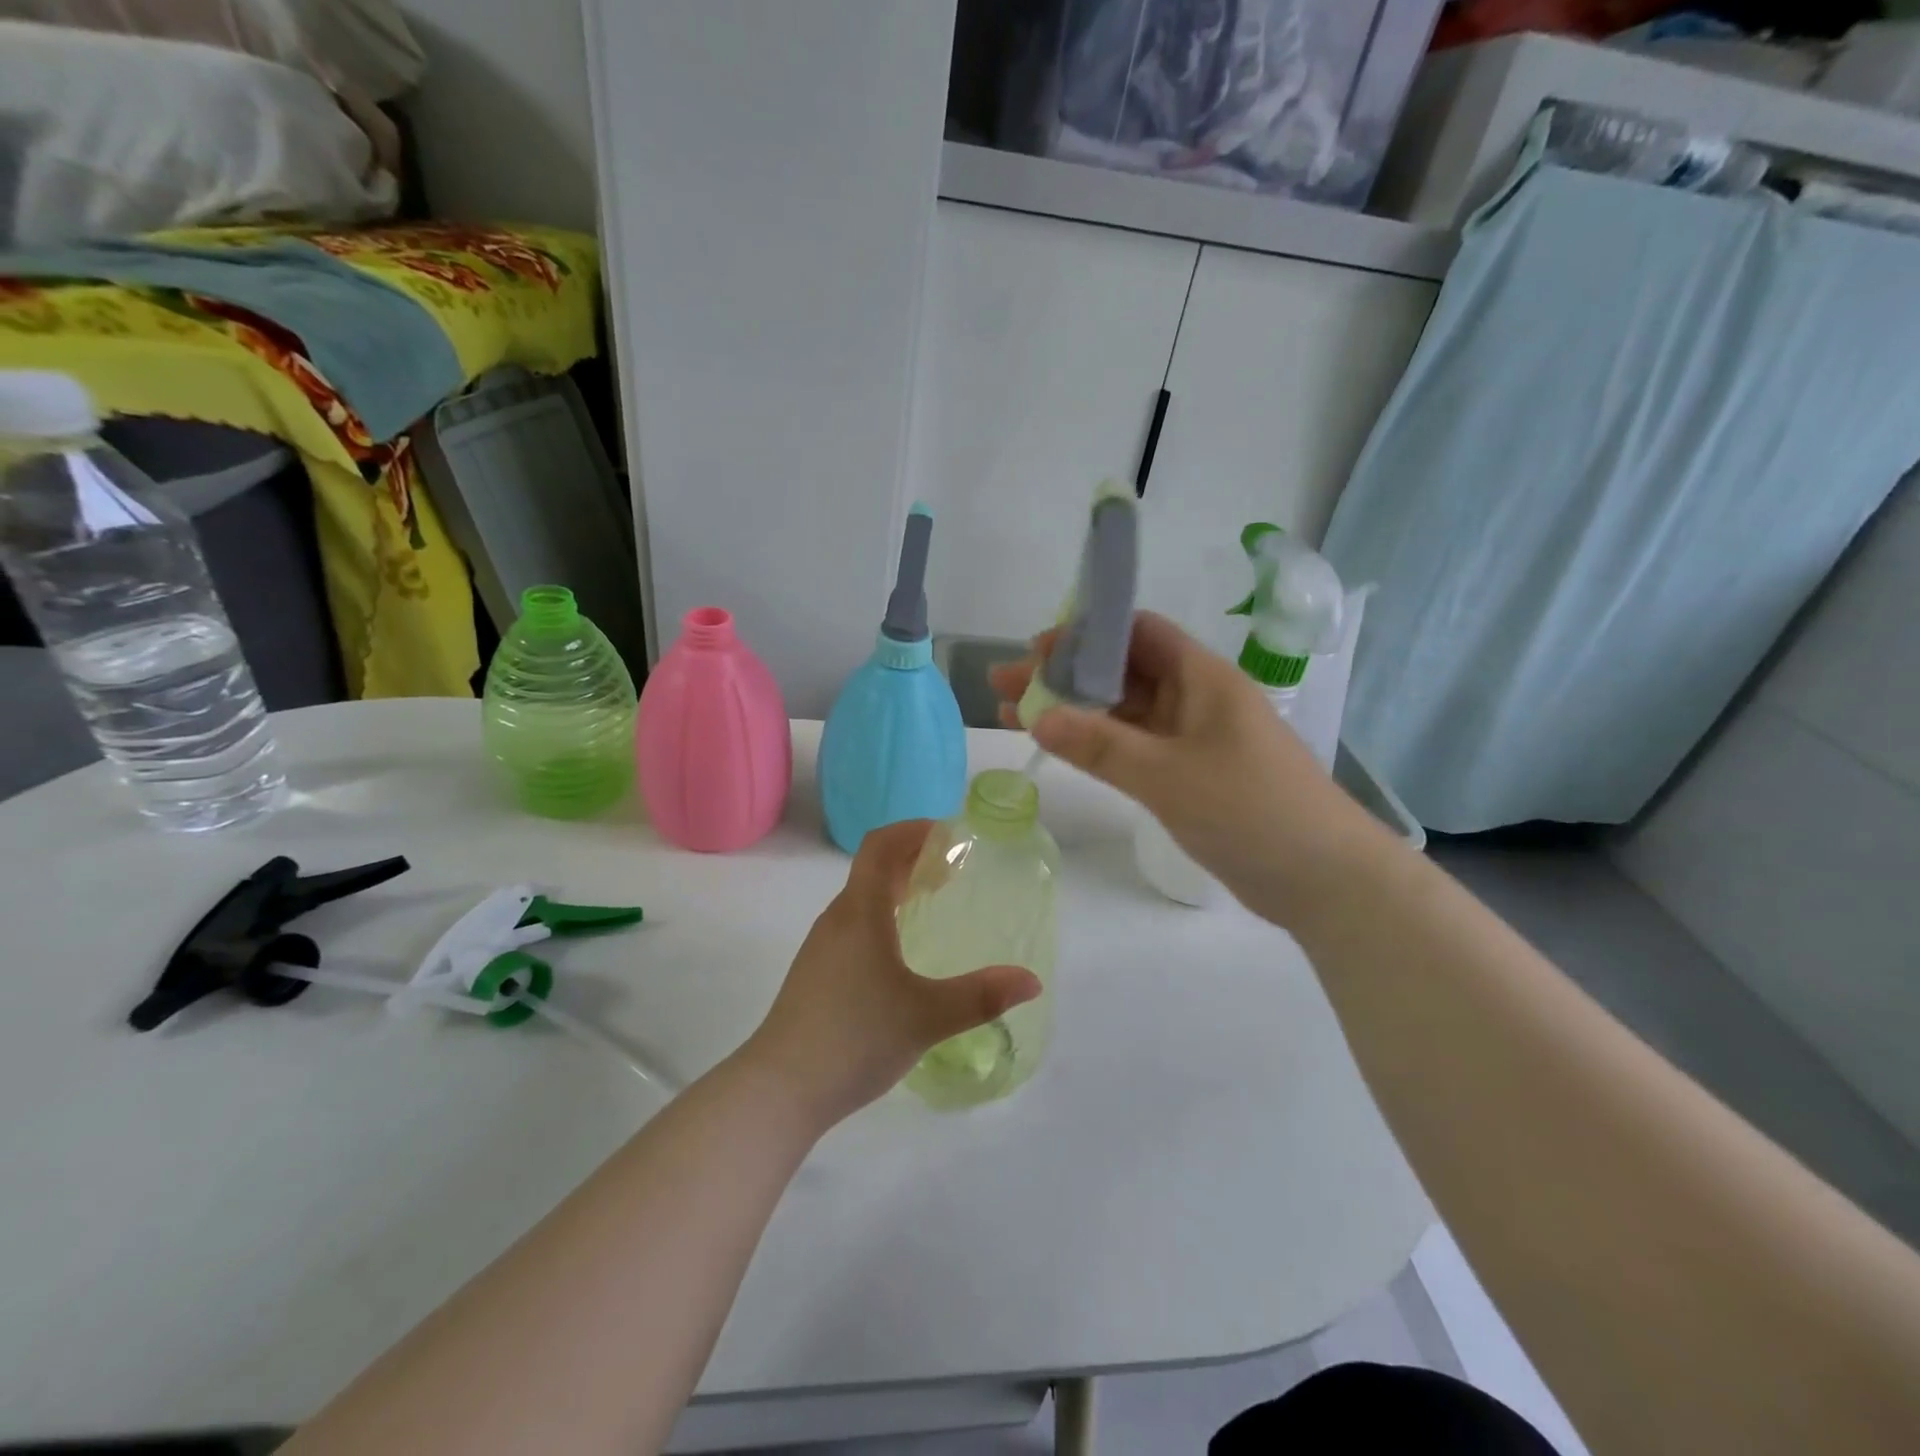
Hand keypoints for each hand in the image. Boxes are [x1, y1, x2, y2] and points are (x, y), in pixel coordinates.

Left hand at [745, 819, 1042, 1126]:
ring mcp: (822, 947)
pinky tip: (902, 953)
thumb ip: (981, 997)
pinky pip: (854, 925)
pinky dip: (883, 917)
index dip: (913, 830)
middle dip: (913, 858)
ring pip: (862, 899)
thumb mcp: (926, 1017)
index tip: (950, 836)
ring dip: (897, 888)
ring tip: (932, 903)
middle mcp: (837, 920)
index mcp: (860, 913)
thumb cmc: (854, 1038)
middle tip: (954, 869)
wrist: (780, 1089)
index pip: (881, 846)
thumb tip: (1031, 981)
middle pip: (873, 868)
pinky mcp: (816, 973)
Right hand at [990, 612, 1373, 927]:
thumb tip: (1037, 716)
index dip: (1086, 634)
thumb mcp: (1168, 775)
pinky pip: (1133, 747)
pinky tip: (1060, 748)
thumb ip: (1101, 745)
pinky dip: (1096, 744)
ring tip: (1012, 714)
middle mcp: (1195, 699)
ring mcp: (1192, 739)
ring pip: (1123, 712)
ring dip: (1073, 711)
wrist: (1324, 879)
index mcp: (1202, 677)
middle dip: (1064, 675)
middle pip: (1121, 672)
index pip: (1137, 632)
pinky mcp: (1189, 775)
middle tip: (1005, 684)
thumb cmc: (1252, 809)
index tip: (1036, 650)